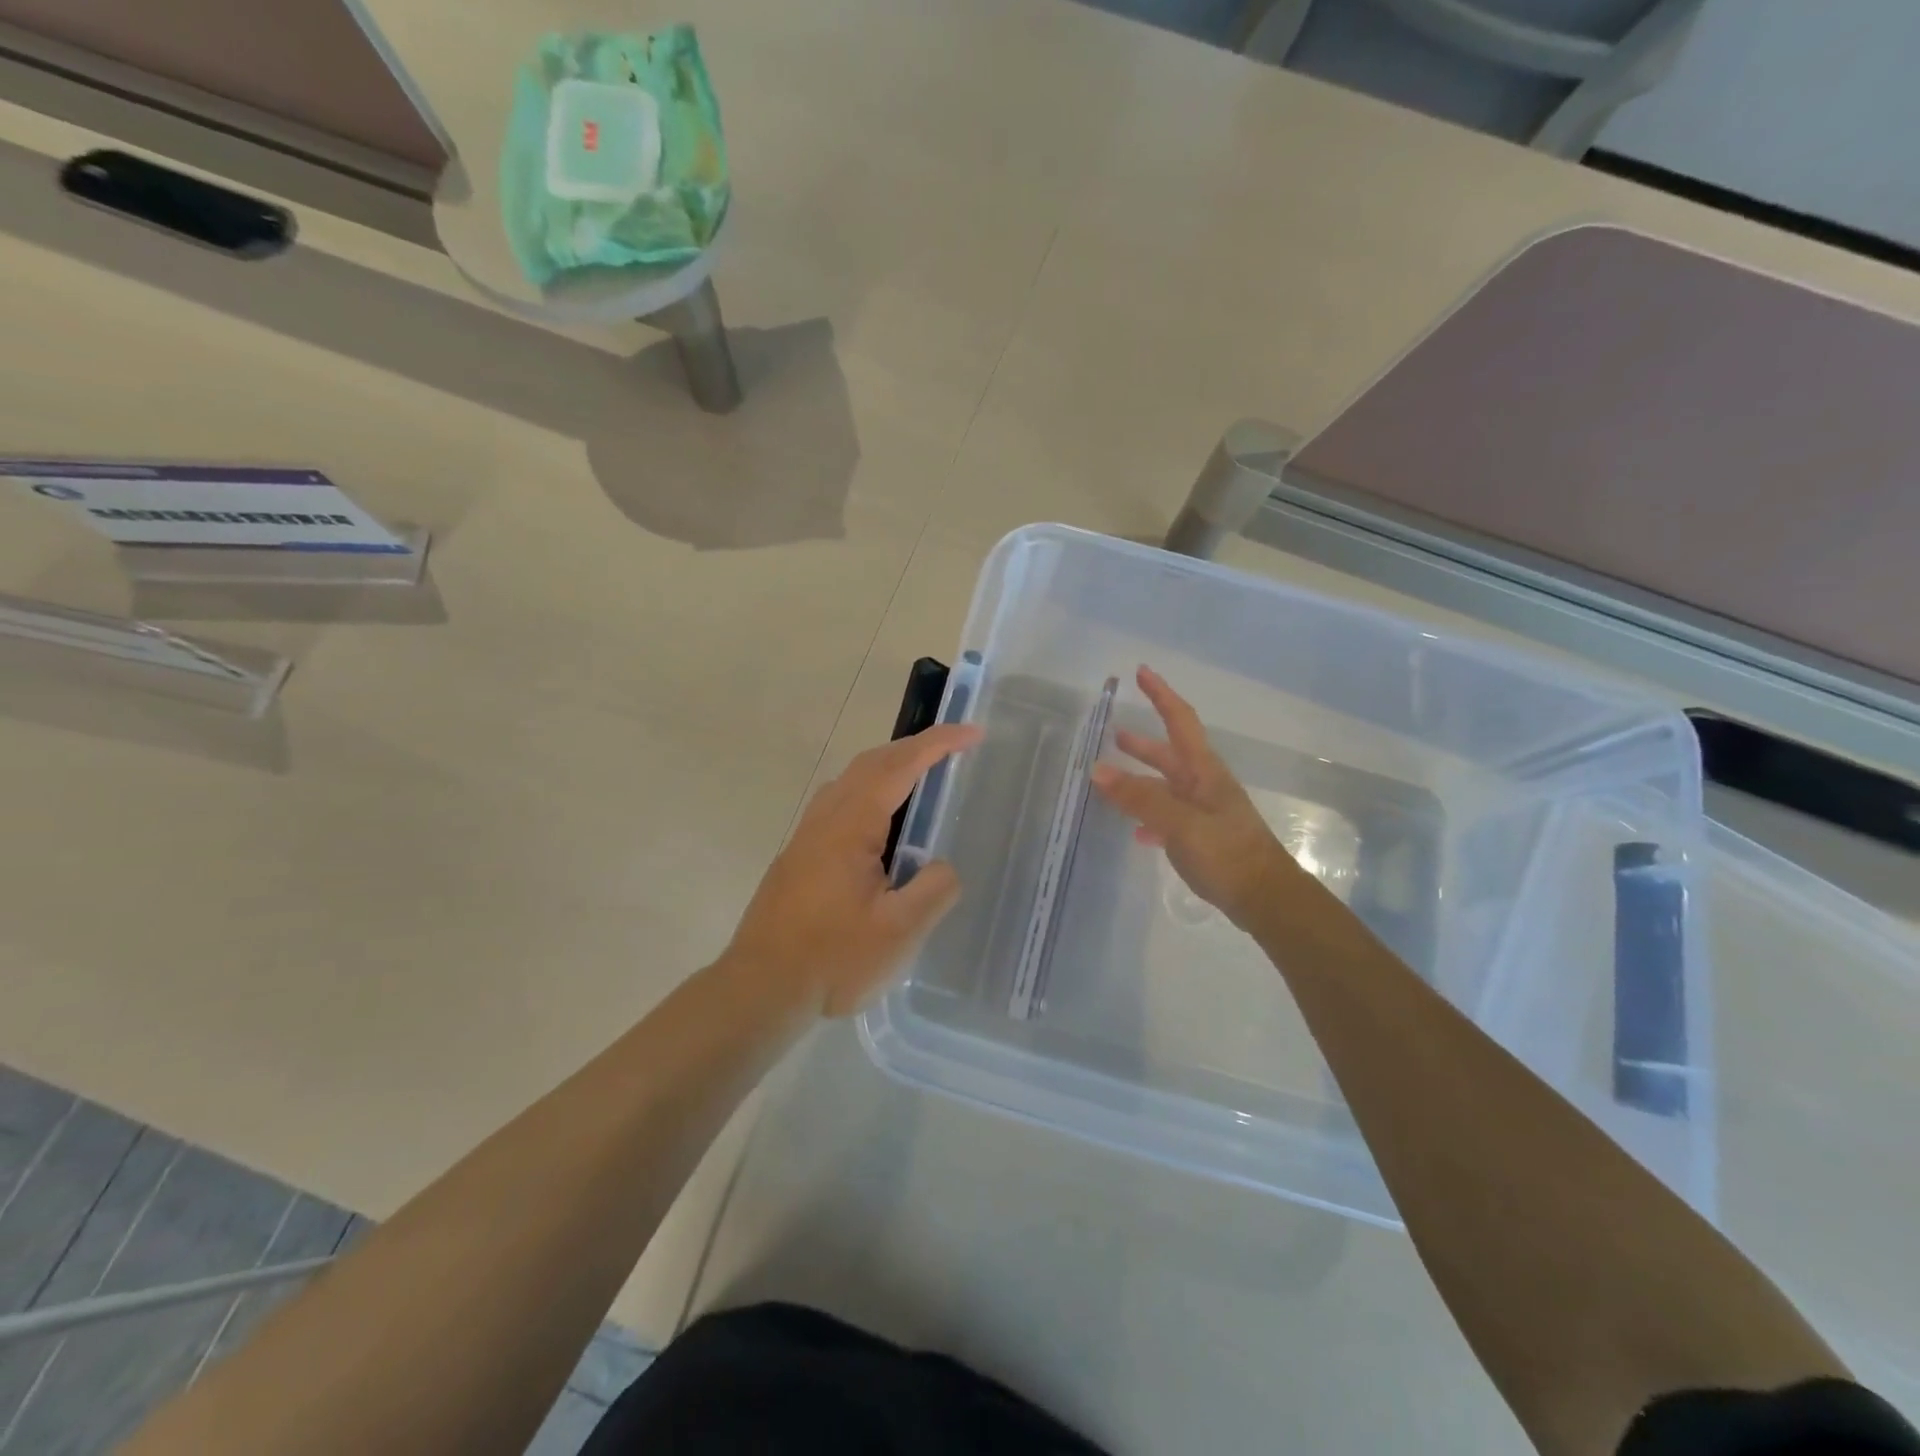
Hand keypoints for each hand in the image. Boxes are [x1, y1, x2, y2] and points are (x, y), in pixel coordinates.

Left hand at [725, 723, 981, 1017]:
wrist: (760, 989)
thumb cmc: (833, 960)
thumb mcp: (899, 932)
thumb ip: (934, 889)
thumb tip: (942, 866)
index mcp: (851, 826)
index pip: (899, 767)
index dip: (938, 744)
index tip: (972, 732)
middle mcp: (825, 819)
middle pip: (871, 764)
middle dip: (914, 748)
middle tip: (953, 749)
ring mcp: (806, 837)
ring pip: (851, 782)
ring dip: (889, 769)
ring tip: (922, 780)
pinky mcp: (798, 857)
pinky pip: (839, 805)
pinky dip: (871, 793)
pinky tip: (882, 827)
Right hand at [1091, 666, 1303, 930]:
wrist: (1265, 897)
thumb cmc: (1226, 853)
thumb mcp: (1180, 822)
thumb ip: (1139, 797)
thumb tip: (1097, 769)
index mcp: (1203, 771)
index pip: (1180, 721)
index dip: (1161, 694)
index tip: (1142, 671)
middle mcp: (1203, 784)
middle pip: (1170, 753)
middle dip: (1143, 741)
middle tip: (1113, 731)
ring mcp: (1204, 811)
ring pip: (1166, 785)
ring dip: (1143, 775)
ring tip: (1113, 774)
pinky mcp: (1202, 837)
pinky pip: (1169, 815)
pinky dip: (1149, 815)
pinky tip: (1136, 830)